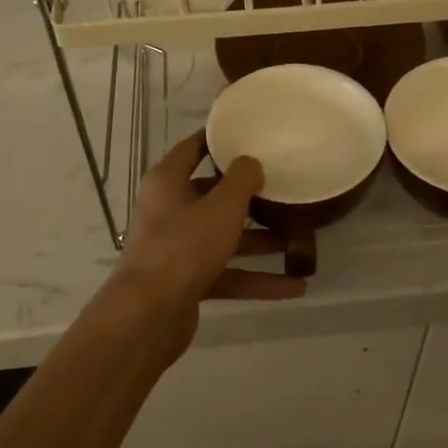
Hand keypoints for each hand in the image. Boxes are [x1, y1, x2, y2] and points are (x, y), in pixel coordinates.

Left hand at [108, 132, 304, 354]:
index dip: (219, 140)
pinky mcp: (186, 281)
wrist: (149, 315)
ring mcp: (177, 248)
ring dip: (259, 241)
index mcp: (168, 182)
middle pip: (212, 195)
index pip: (193, 149)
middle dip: (249, 196)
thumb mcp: (221, 207)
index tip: (249, 132)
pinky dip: (256, 279)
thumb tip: (251, 162)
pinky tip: (293, 286)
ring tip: (298, 241)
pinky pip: (227, 273)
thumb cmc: (184, 246)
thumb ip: (241, 180)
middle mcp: (169, 210)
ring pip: (223, 237)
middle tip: (283, 188)